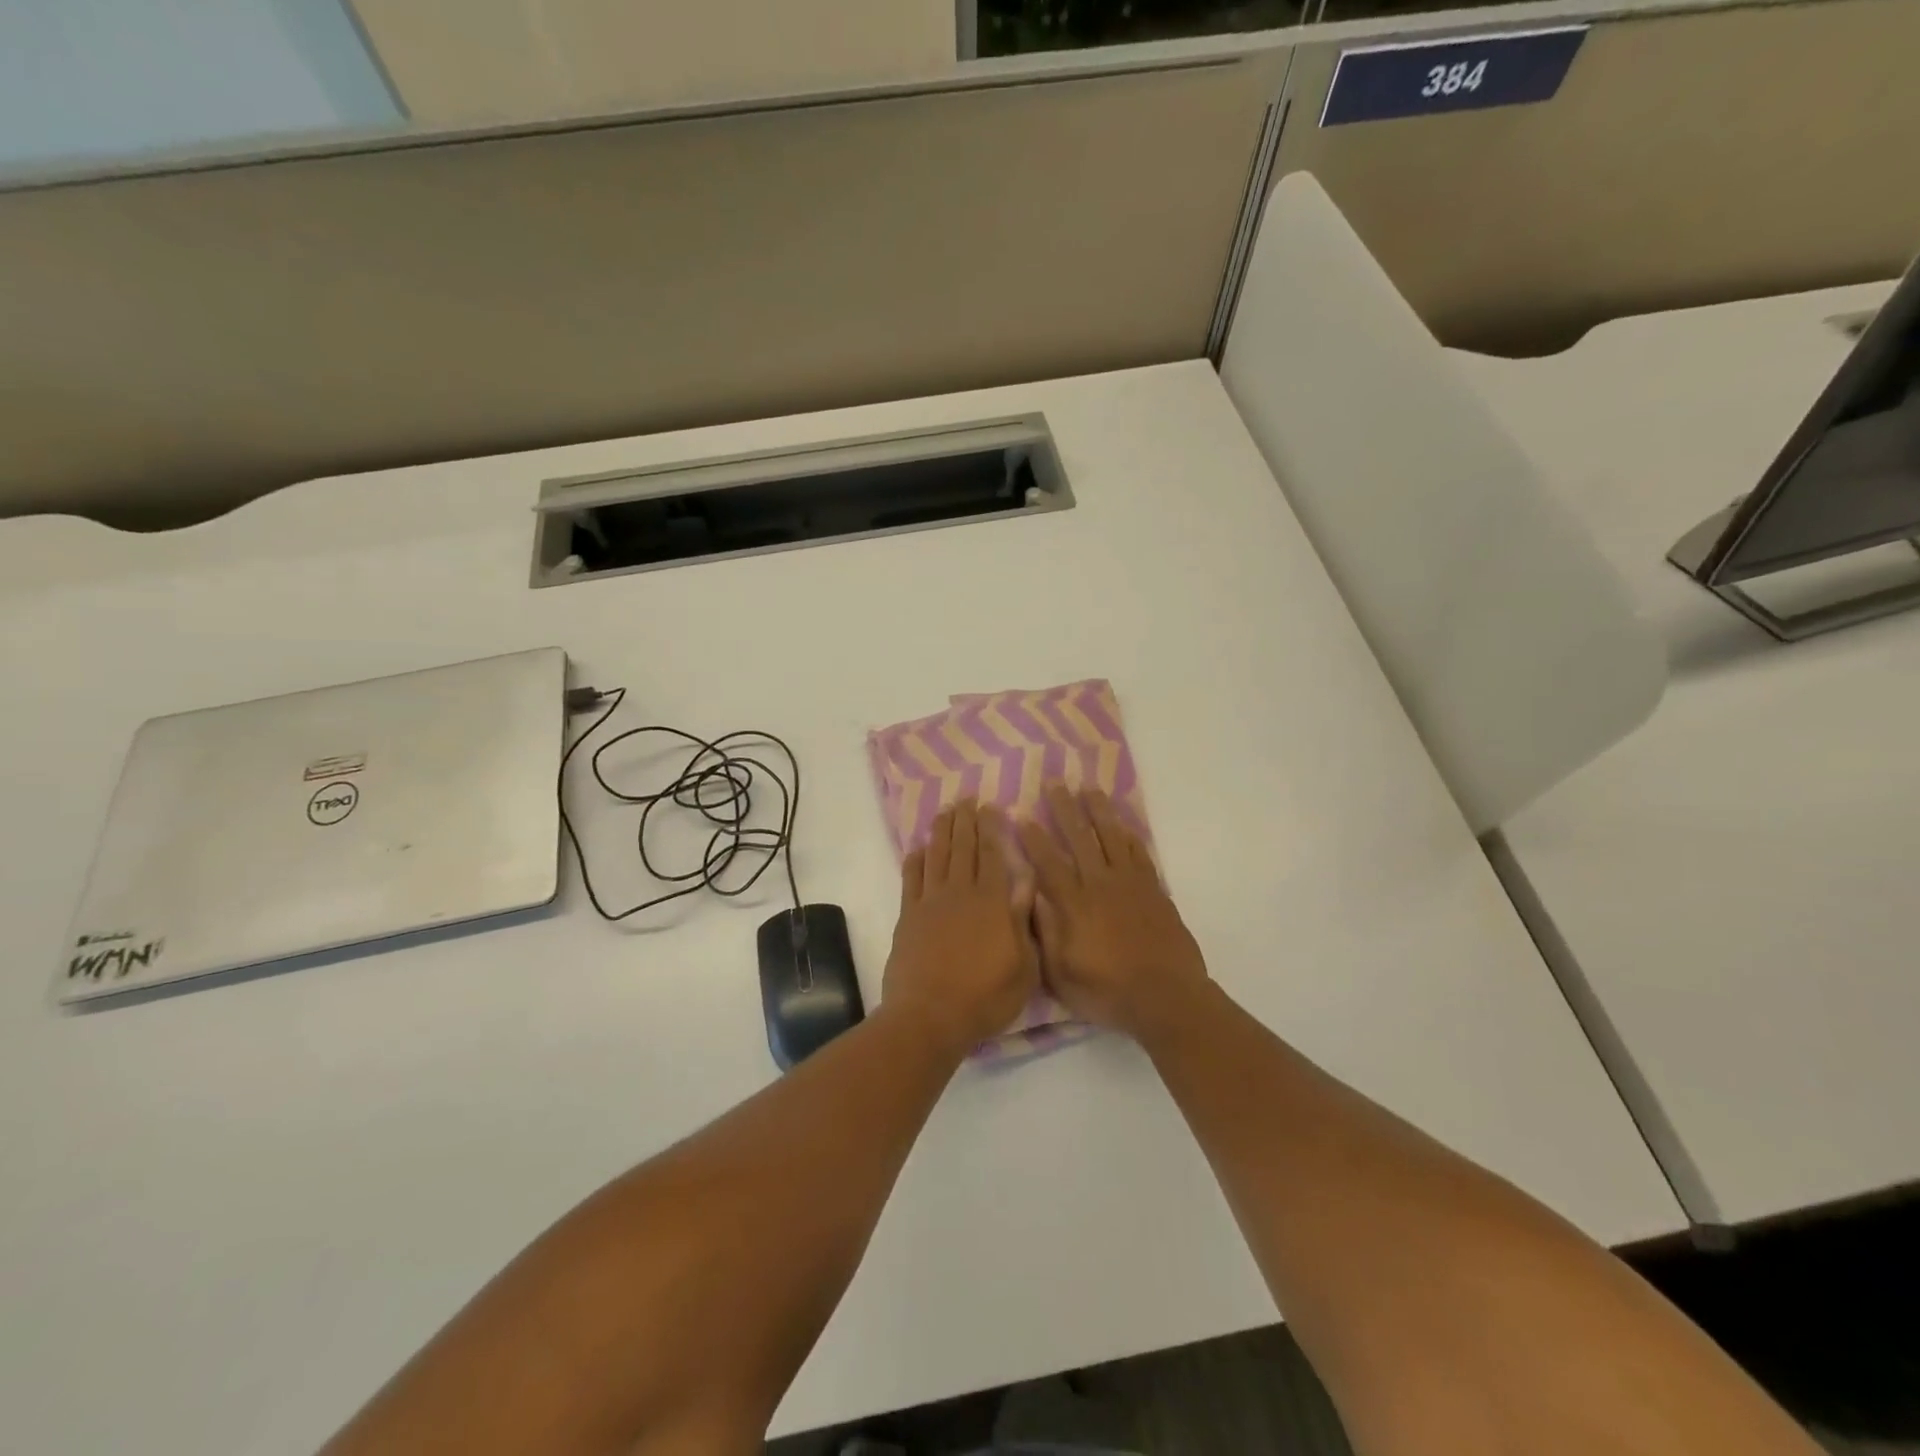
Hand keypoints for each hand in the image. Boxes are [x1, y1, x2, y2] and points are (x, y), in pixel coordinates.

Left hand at [882, 802, 1039, 1056]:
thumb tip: (1026, 880)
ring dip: (942, 832)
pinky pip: (912, 879)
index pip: (994, 855)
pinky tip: (919, 848)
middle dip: (966, 821)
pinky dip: (915, 860)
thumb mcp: (1024, 967)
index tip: (990, 807)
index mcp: (993, 903)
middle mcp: (961, 893)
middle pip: (964, 848)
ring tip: (945, 812)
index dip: (992, 829)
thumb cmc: (986, 997)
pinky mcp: (908, 916)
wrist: (930, 1016)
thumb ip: (1024, 920)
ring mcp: (931, 902)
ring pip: (937, 857)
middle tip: (967, 799)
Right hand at [1018, 786, 1209, 1041]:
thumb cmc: (1108, 992)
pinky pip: (1139, 853)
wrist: (1167, 998)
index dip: (1035, 839)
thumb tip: (1031, 898)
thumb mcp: (1062, 975)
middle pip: (1080, 838)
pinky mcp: (1154, 890)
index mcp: (1074, 905)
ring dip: (1099, 811)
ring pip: (1111, 837)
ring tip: (1089, 788)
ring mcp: (1131, 884)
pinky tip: (1122, 823)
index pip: (1049, 863)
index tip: (1023, 815)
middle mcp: (1100, 885)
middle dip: (1065, 809)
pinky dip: (1128, 835)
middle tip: (1055, 784)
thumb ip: (1045, 934)